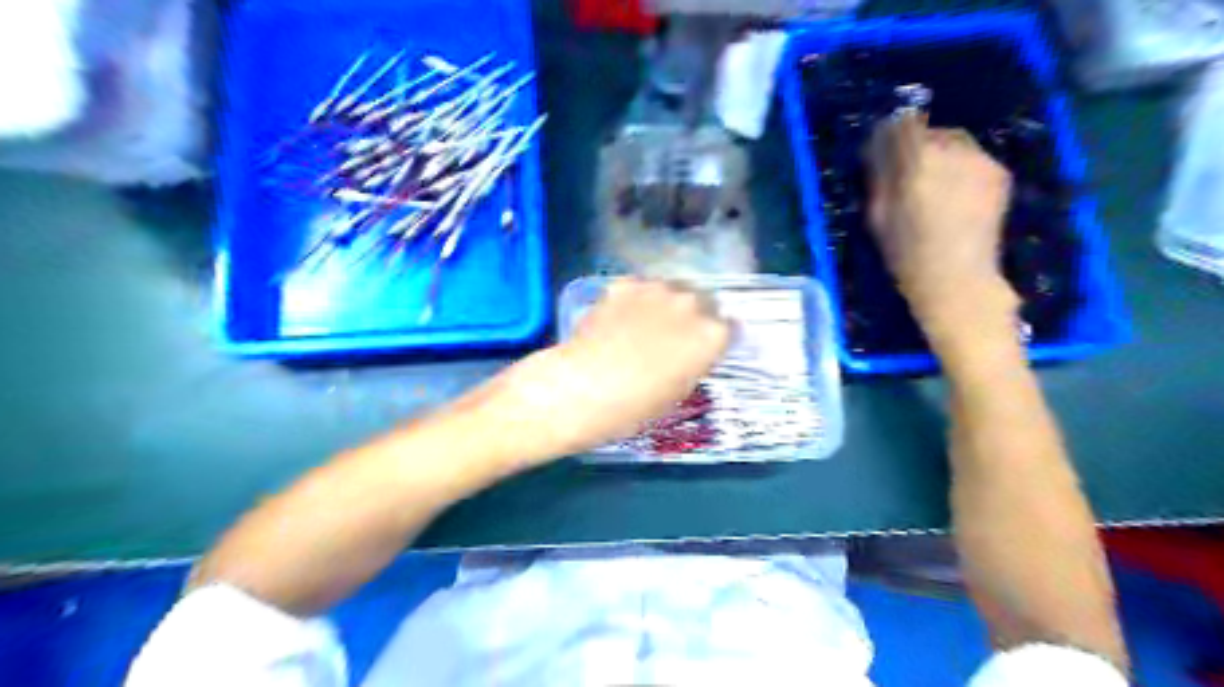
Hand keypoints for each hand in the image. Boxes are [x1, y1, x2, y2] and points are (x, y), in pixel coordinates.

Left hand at [474, 279, 725, 461]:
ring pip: (671, 289)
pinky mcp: (625, 283)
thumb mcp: (678, 392)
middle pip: (703, 301)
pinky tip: (618, 318)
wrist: (583, 387)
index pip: (728, 328)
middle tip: (673, 335)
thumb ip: (692, 363)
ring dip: (665, 303)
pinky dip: (634, 299)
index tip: (703, 348)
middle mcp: (691, 303)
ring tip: (643, 323)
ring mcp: (657, 288)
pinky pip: (639, 288)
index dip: (714, 339)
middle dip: (693, 315)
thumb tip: (688, 352)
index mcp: (712, 335)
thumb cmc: (635, 406)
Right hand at [863, 112, 1020, 348]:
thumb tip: (877, 148)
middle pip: (930, 130)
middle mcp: (954, 151)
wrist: (958, 279)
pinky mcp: (999, 173)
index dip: (890, 132)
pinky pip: (972, 158)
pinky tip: (952, 192)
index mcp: (918, 161)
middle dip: (916, 144)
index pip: (903, 125)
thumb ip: (879, 176)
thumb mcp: (878, 215)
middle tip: (906, 169)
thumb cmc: (906, 253)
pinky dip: (959, 166)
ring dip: (939, 153)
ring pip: (954, 142)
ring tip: (931, 181)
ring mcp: (982, 160)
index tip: (882, 144)